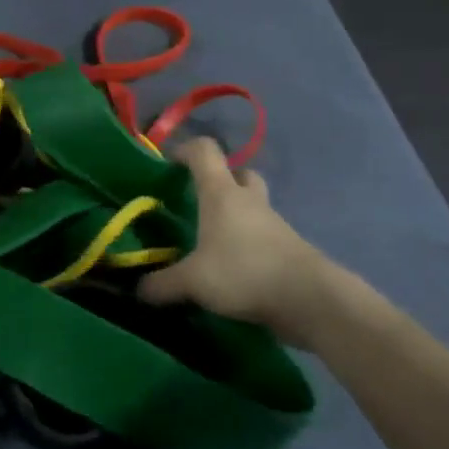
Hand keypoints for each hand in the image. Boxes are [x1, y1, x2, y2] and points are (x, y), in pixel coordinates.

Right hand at [138, 139, 336, 336]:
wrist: (309, 299)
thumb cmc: (244, 271)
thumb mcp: (193, 281)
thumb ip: (162, 284)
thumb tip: (139, 291)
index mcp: (221, 193)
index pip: (205, 151)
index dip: (185, 150)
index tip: (168, 163)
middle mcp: (249, 200)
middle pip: (238, 173)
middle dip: (220, 180)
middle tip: (199, 201)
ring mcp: (273, 223)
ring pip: (253, 205)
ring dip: (236, 214)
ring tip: (212, 239)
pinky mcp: (288, 247)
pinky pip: (263, 235)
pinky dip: (248, 243)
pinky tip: (234, 266)